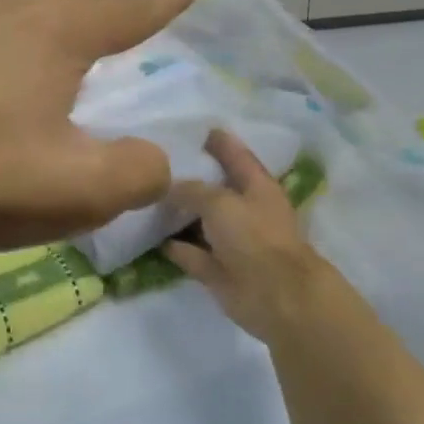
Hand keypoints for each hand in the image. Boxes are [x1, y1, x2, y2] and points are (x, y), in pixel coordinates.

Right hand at [165, 130, 340, 342]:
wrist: (275, 295)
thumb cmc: (254, 237)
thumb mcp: (220, 202)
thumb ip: (192, 190)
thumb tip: (169, 187)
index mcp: (257, 186)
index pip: (236, 156)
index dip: (220, 142)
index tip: (198, 128)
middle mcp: (245, 211)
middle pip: (216, 189)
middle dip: (192, 178)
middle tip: (157, 164)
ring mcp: (232, 243)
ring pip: (202, 223)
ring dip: (179, 215)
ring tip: (147, 199)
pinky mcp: (219, 270)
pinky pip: (192, 254)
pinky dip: (176, 248)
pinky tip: (153, 239)